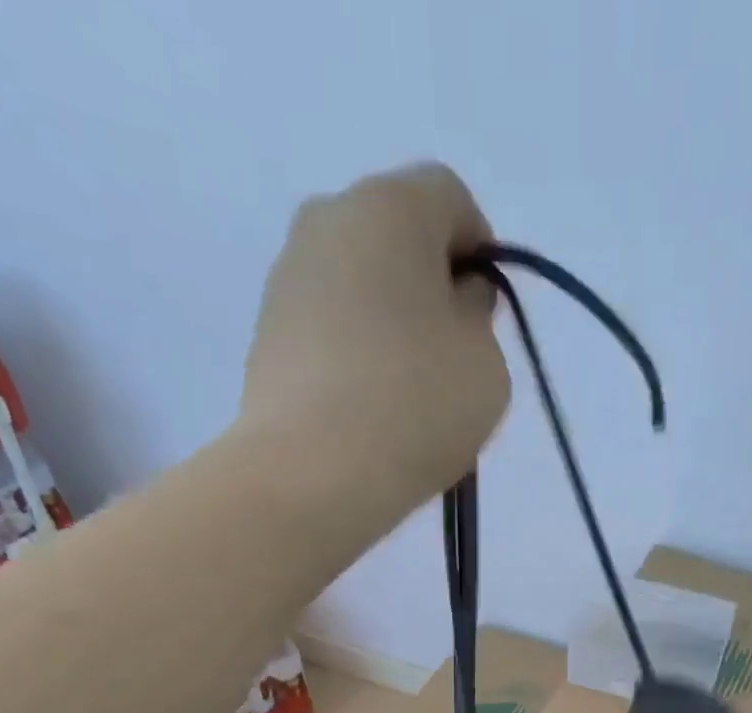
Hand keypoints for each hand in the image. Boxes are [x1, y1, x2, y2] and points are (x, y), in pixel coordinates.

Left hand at [240, 163, 509, 525]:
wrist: (311, 474)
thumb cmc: (415, 406)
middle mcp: (327, 219)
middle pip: (398, 236)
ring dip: (391, 320)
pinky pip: (329, 324)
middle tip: (449, 356)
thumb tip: (451, 301)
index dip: (480, 254)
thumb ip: (478, 316)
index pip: (451, 199)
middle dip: (432, 285)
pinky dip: (355, 350)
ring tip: (406, 392)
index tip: (485, 318)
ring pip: (360, 282)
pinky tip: (368, 405)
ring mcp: (287, 276)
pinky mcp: (265, 331)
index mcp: (389, 205)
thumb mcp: (486, 362)